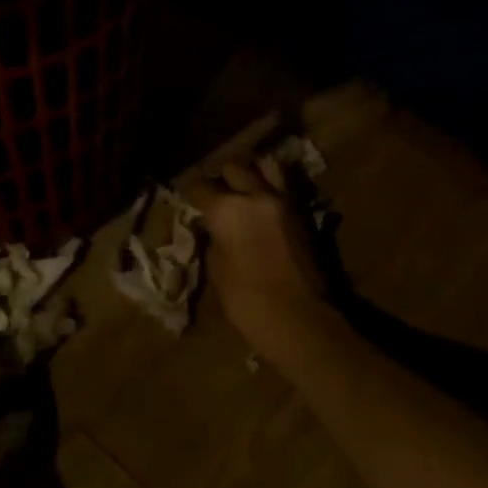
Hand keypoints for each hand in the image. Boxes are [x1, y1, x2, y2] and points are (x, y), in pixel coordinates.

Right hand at [183, 160, 330, 354]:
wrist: (298, 319)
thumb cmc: (246, 301)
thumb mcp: (216, 269)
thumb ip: (213, 238)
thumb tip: (213, 227)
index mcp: (227, 209)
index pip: (200, 185)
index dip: (189, 190)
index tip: (184, 195)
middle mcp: (256, 196)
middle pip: (235, 168)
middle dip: (221, 177)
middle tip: (213, 193)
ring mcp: (284, 202)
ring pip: (266, 168)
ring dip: (251, 175)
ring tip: (241, 191)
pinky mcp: (302, 215)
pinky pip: (282, 189)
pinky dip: (269, 190)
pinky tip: (259, 208)